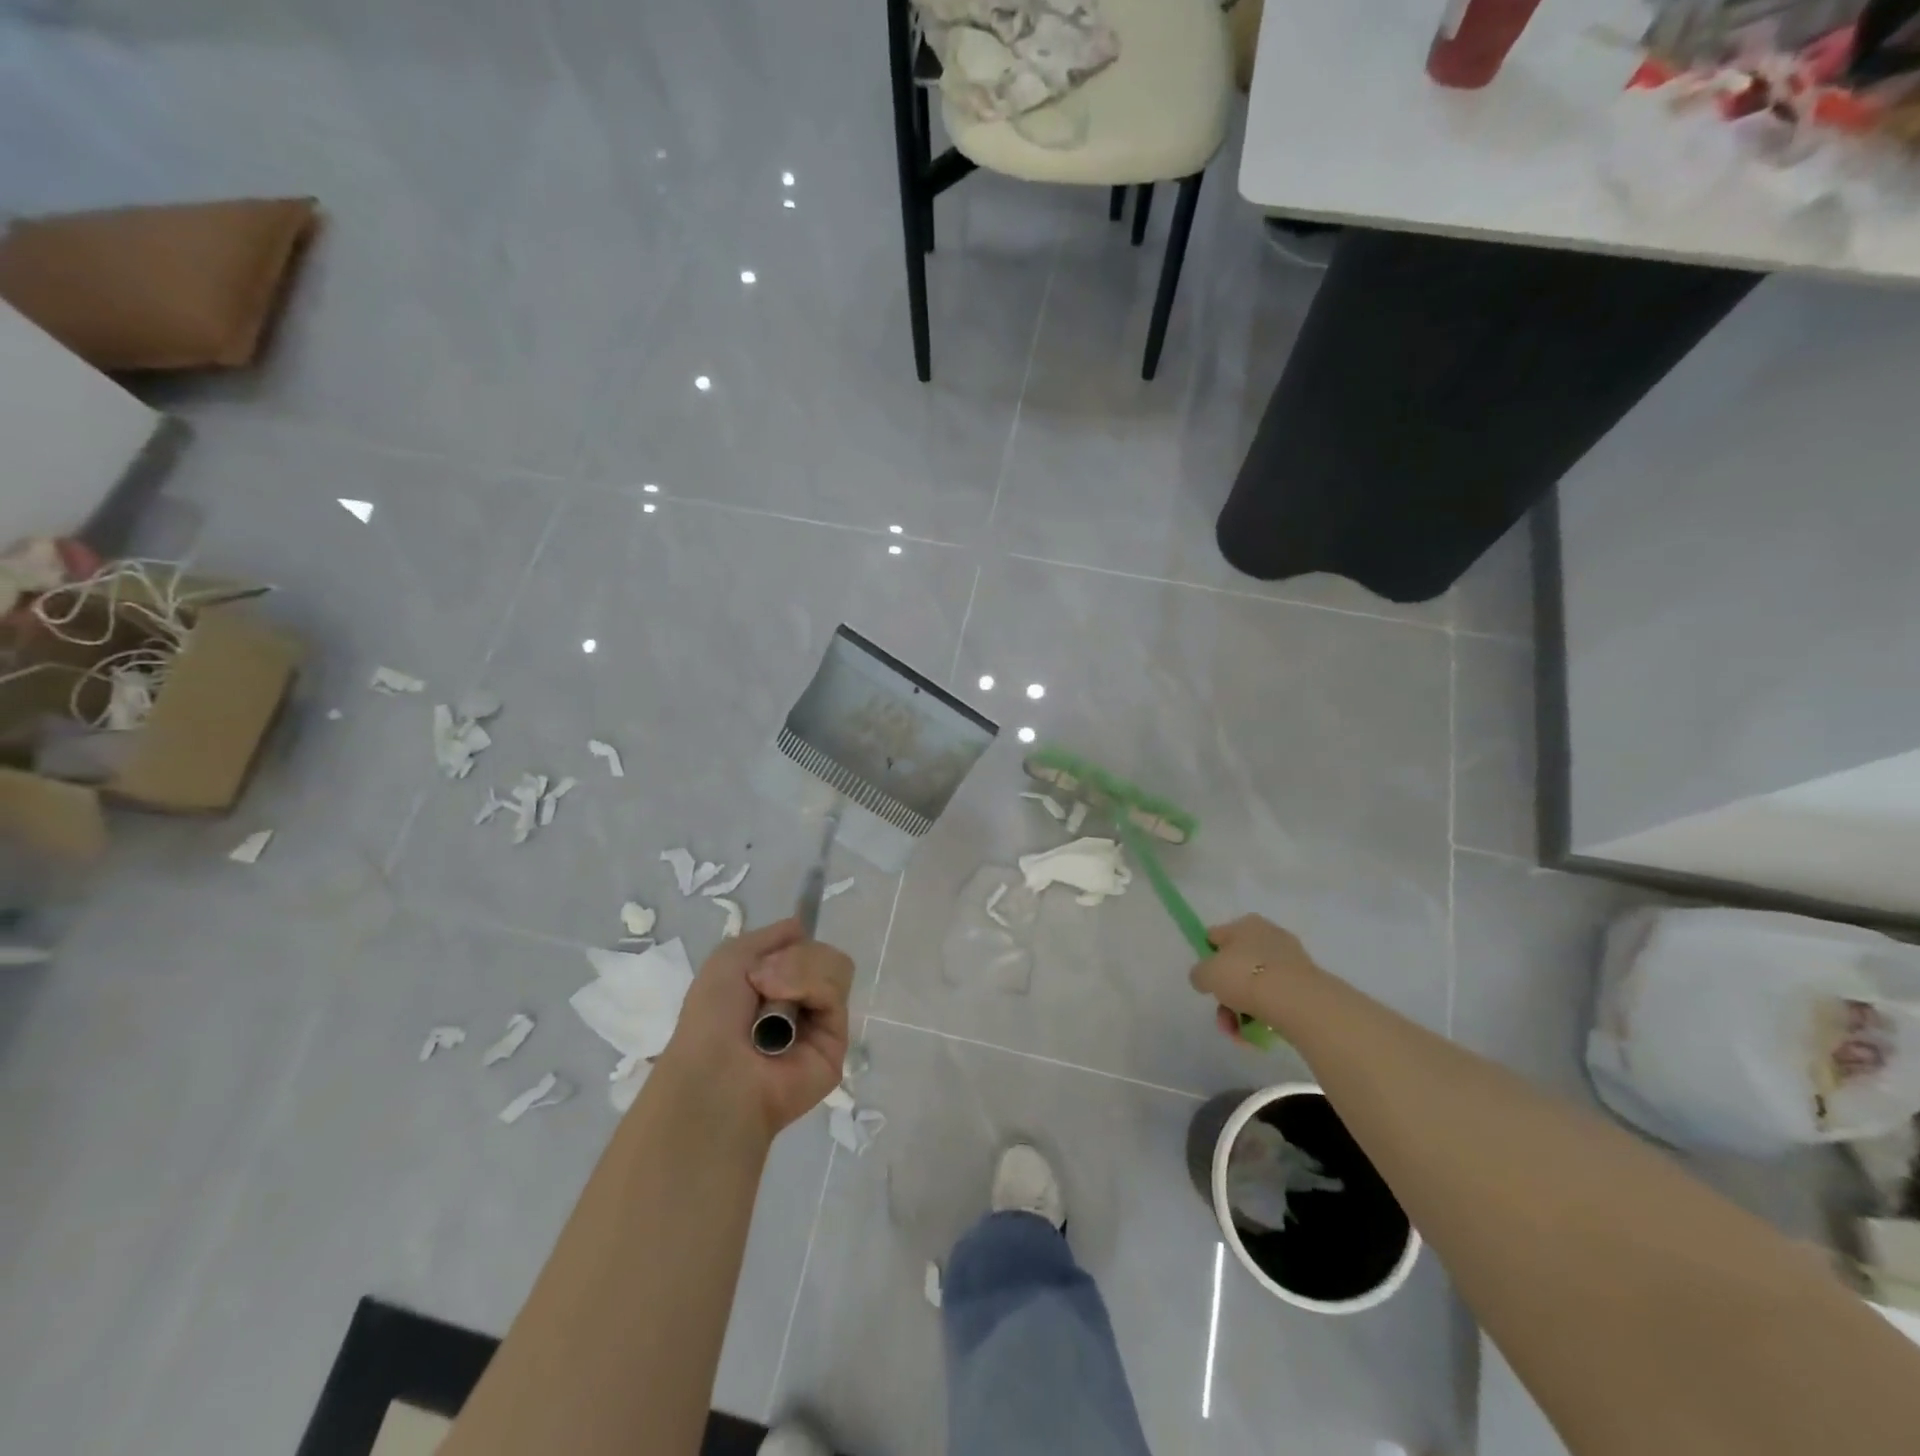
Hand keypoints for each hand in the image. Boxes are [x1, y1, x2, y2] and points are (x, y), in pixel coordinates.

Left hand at [658, 918, 853, 1138]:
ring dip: (800, 972)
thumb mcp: (731, 956)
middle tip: (762, 981)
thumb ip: (772, 935)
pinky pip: (837, 993)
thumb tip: (804, 926)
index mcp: (775, 983)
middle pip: (824, 952)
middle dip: (794, 957)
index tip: (779, 947)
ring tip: (772, 998)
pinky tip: (786, 1016)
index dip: (796, 942)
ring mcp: (821, 1021)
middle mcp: (801, 1001)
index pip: (806, 945)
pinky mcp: (838, 1042)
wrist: (717, 1071)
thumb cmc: (713, 1015)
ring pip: (836, 967)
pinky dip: (811, 990)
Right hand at [1189, 914, 1320, 1043]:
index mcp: (1245, 924)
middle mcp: (1269, 937)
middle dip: (1226, 994)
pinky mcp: (1305, 987)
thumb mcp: (1207, 973)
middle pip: (1237, 967)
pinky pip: (1275, 1002)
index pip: (1217, 937)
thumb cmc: (1245, 976)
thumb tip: (1205, 979)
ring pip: (1255, 988)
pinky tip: (1255, 1035)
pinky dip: (1263, 1018)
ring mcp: (1290, 962)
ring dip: (1240, 1012)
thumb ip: (1199, 974)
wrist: (1296, 1002)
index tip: (1206, 981)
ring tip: (1237, 1034)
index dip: (1208, 957)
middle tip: (1222, 1016)